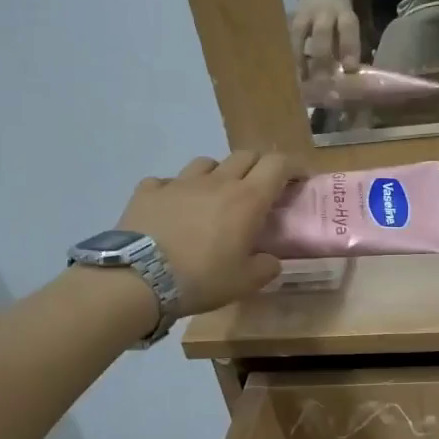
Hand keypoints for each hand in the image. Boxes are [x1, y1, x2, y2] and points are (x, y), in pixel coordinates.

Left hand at [112, 152, 297, 316]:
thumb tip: (270, 260)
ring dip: (218, 174)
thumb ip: (265, 268)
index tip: (300, 180)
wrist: (139, 278)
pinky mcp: (148, 190)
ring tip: (214, 197)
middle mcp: (216, 182)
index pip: (278, 165)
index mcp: (247, 199)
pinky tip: (172, 209)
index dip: (293, 167)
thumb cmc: (202, 279)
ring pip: (206, 163)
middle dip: (258, 167)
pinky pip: (167, 182)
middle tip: (261, 189)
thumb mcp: (245, 283)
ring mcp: (179, 182)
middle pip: (245, 155)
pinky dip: (175, 191)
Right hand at [291, 0, 360, 74]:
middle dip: (323, 58)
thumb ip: (347, 44)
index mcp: (344, 13)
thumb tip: (347, 73)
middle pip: (322, 33)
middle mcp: (324, 11)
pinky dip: (295, 57)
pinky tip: (298, 73)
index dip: (349, 49)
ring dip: (303, 59)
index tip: (349, 69)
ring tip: (306, 80)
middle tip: (324, 81)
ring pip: (301, 36)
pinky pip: (292, 40)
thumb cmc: (339, 14)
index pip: (348, 29)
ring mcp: (305, 14)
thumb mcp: (348, 23)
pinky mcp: (292, 21)